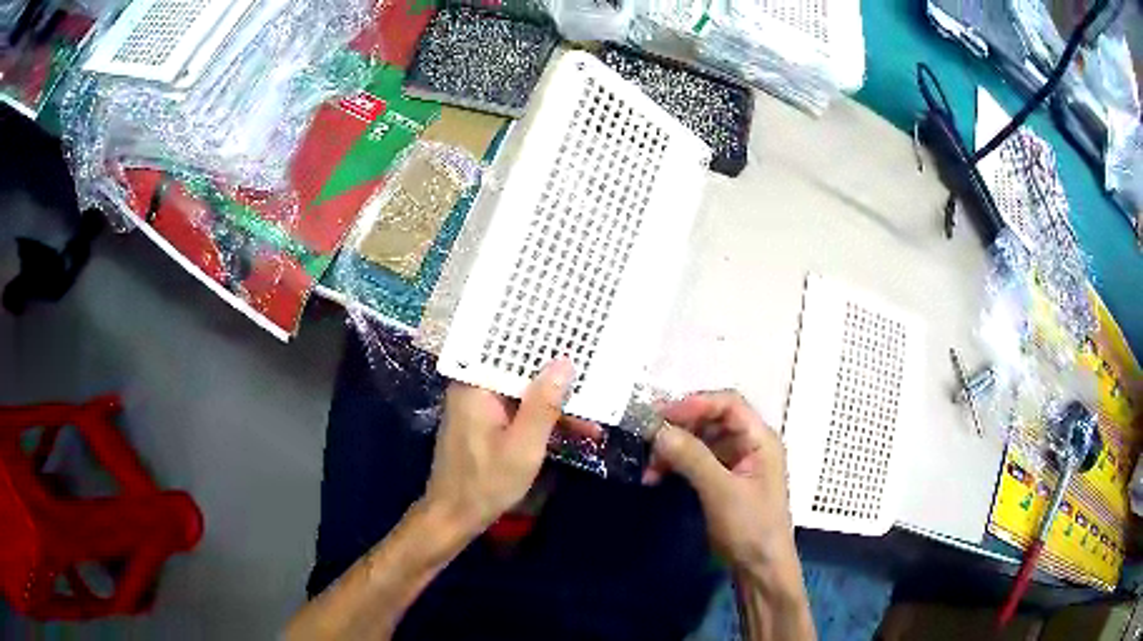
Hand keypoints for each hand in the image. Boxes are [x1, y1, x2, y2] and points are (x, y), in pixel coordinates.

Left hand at [424, 358, 601, 536]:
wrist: (454, 516)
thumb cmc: (486, 482)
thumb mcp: (524, 446)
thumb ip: (544, 405)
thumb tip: (564, 363)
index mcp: (475, 386)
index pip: (510, 350)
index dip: (544, 343)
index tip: (576, 338)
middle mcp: (474, 388)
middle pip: (520, 371)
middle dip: (557, 377)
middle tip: (595, 374)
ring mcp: (479, 406)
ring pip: (523, 393)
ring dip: (555, 405)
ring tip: (594, 414)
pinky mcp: (485, 423)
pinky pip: (518, 410)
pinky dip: (542, 419)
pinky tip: (574, 430)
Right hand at [646, 391, 795, 574]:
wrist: (759, 568)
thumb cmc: (750, 526)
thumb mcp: (721, 491)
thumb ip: (692, 457)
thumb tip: (658, 430)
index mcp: (759, 438)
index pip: (728, 404)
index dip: (695, 404)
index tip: (660, 416)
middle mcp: (748, 444)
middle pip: (710, 420)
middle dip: (678, 428)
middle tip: (645, 440)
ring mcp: (735, 463)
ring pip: (699, 441)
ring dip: (672, 450)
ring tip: (648, 468)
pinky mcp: (722, 481)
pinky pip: (695, 462)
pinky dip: (675, 466)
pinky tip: (655, 478)